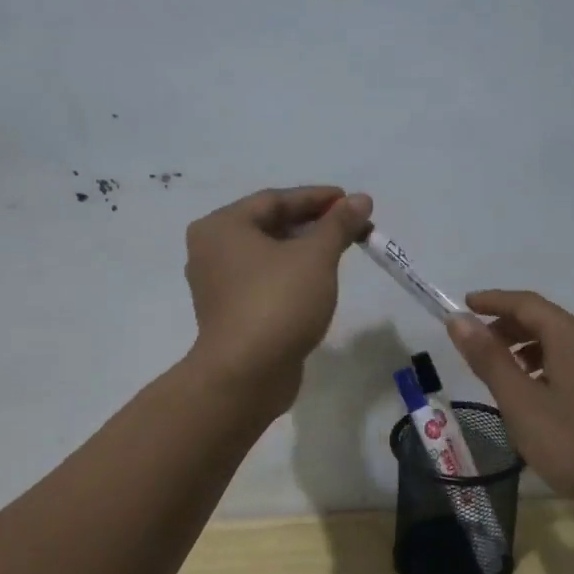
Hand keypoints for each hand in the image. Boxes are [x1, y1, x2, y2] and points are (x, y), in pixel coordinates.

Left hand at [184, 186, 373, 412]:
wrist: (246, 375)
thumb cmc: (278, 302)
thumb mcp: (315, 256)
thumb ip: (338, 224)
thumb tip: (361, 199)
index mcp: (222, 227)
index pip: (275, 200)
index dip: (317, 198)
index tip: (350, 200)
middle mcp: (212, 251)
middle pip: (270, 225)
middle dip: (314, 224)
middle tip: (352, 226)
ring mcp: (218, 285)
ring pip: (268, 256)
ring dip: (305, 250)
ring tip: (342, 250)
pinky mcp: (231, 314)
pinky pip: (265, 281)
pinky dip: (291, 275)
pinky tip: (318, 280)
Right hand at [448, 290, 573, 514]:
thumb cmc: (573, 443)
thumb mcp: (520, 401)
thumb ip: (488, 359)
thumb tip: (459, 320)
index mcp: (571, 337)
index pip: (526, 303)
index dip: (492, 300)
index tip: (463, 305)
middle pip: (543, 319)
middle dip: (506, 325)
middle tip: (474, 343)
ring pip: (557, 341)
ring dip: (523, 346)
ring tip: (497, 370)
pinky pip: (569, 361)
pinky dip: (542, 364)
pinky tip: (531, 393)